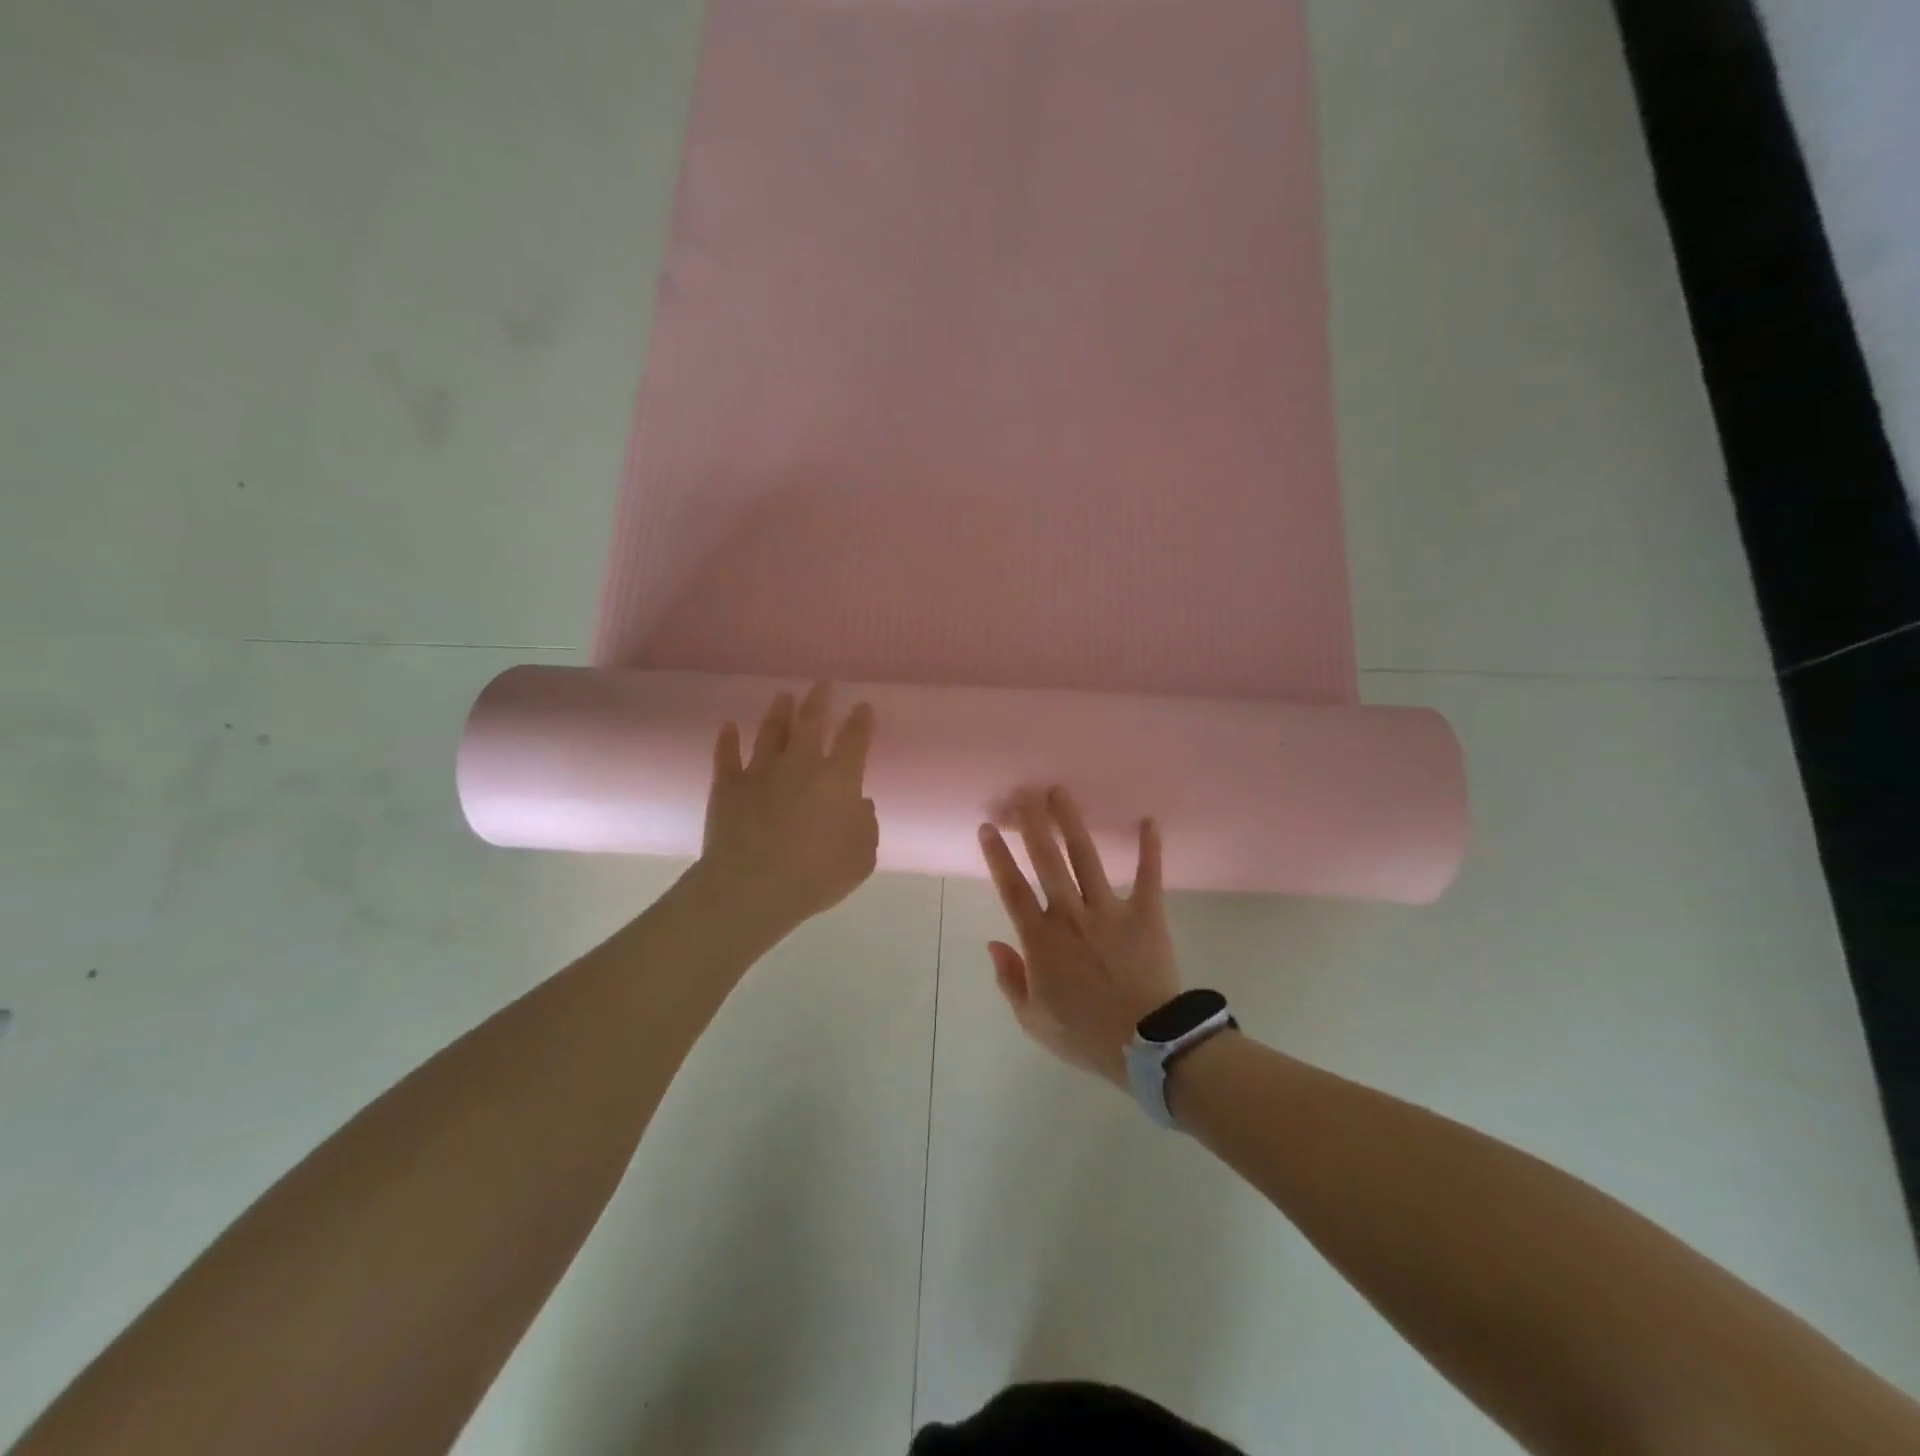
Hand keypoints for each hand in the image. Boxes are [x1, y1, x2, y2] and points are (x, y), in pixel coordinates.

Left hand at [699, 684, 878, 937]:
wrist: (753, 886)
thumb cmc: (817, 875)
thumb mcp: (861, 857)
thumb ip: (865, 826)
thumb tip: (859, 804)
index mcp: (839, 779)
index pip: (854, 741)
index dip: (860, 722)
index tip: (861, 705)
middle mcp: (801, 765)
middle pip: (811, 723)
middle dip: (818, 700)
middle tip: (821, 683)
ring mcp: (761, 771)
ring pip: (771, 732)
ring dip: (778, 712)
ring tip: (783, 696)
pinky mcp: (728, 786)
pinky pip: (727, 755)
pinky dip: (727, 739)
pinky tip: (728, 726)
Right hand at [979, 788, 1181, 1088]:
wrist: (1147, 1046)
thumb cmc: (1084, 1034)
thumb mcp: (1033, 1019)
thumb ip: (1010, 978)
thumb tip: (994, 943)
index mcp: (1041, 939)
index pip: (1012, 888)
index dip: (998, 856)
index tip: (989, 827)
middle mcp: (1070, 915)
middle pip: (1047, 860)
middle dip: (1032, 824)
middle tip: (1023, 793)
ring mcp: (1109, 911)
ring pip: (1086, 858)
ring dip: (1071, 823)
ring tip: (1059, 792)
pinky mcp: (1146, 914)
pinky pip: (1149, 876)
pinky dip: (1150, 849)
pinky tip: (1149, 821)